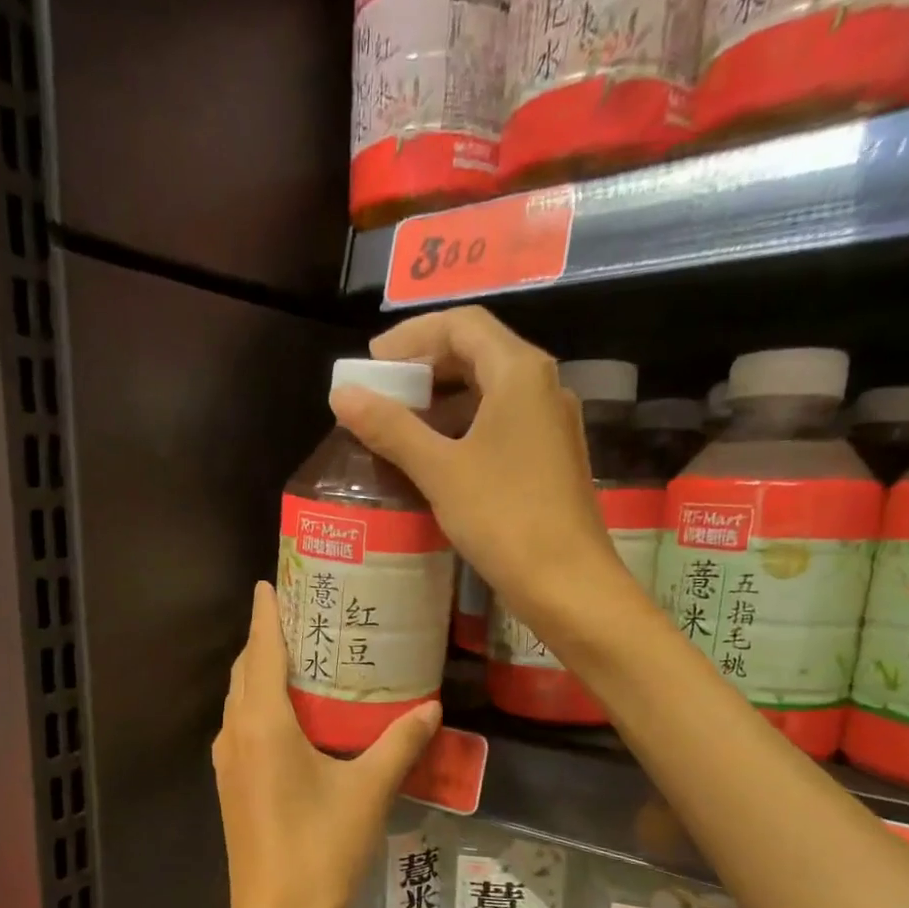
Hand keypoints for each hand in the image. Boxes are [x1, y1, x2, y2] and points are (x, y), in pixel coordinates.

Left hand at [212, 583, 440, 907]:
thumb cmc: (321, 851)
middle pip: (244, 670)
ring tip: (302, 656)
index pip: (261, 650)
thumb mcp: (368, 792)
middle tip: (304, 614)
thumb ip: (399, 743)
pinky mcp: (231, 785)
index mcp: (263, 724)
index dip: (265, 613)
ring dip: (260, 672)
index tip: (271, 581)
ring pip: (239, 699)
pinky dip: (260, 704)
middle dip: (266, 637)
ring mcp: (228, 762)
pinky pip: (241, 726)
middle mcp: (236, 734)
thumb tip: (431, 705)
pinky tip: (294, 715)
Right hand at [328, 307, 625, 631]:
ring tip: (399, 424)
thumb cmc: (504, 518)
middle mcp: (542, 386)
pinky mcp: (550, 457)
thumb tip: (341, 394)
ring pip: (490, 390)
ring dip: (443, 399)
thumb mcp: (439, 470)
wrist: (568, 583)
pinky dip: (464, 427)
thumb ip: (390, 427)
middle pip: (478, 352)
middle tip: (381, 391)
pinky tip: (436, 456)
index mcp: (519, 373)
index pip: (461, 324)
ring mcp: (551, 423)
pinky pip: (501, 423)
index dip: (412, 336)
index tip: (372, 363)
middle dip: (426, 366)